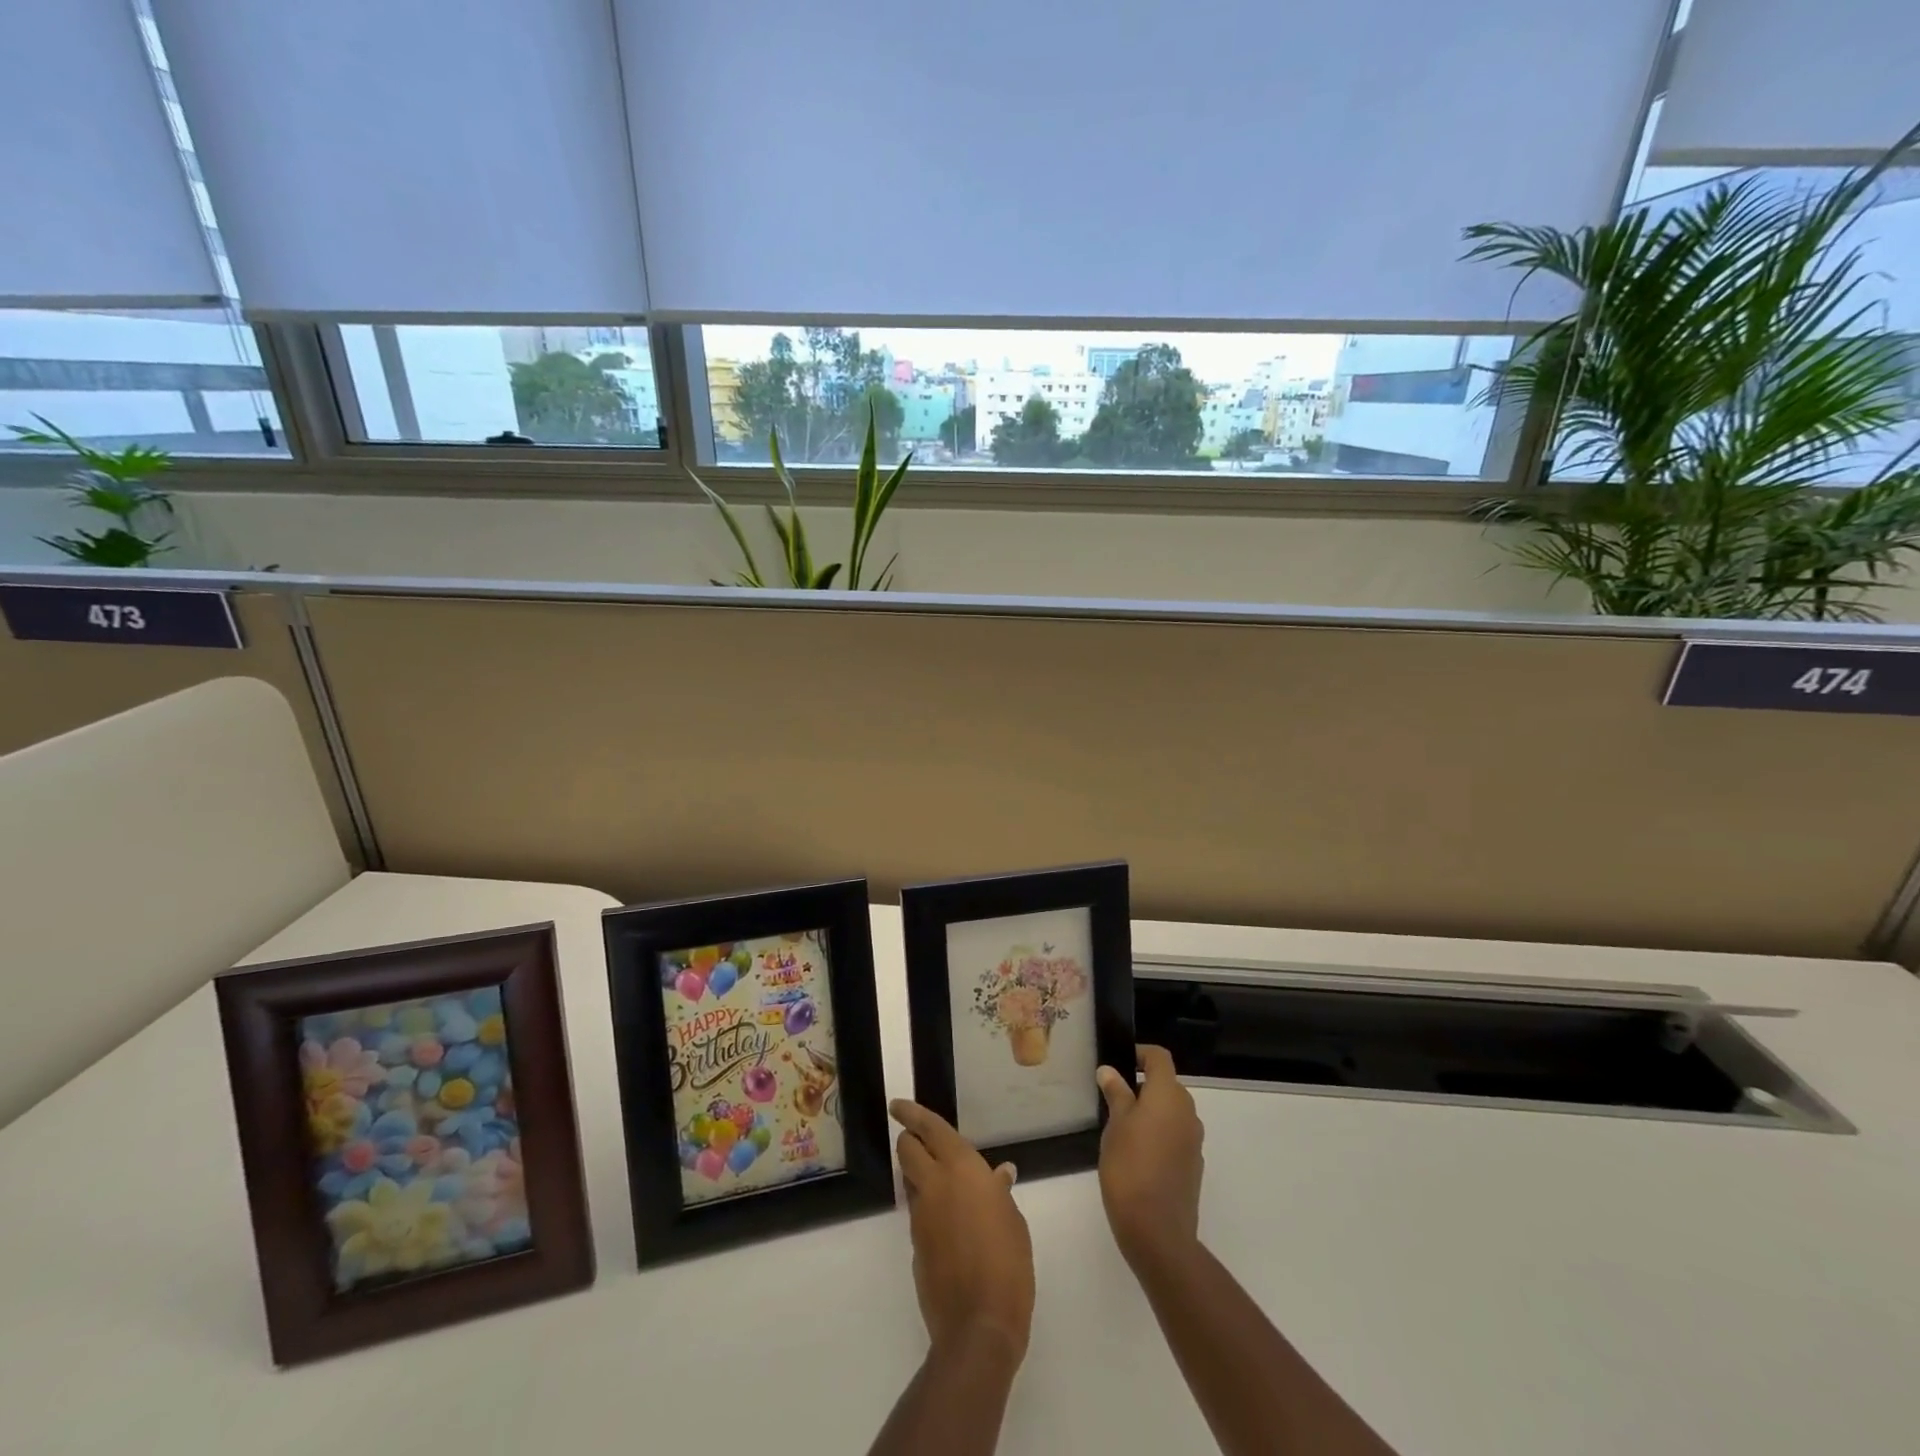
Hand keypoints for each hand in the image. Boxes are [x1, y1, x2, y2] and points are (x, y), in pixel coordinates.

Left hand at [890, 1099, 1035, 1362]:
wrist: (979, 1324)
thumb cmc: (1008, 1263)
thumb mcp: (1013, 1220)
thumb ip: (999, 1192)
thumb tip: (999, 1175)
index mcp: (962, 1169)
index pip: (930, 1128)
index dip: (911, 1113)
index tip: (898, 1104)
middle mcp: (935, 1184)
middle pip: (907, 1149)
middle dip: (910, 1140)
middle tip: (921, 1141)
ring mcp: (921, 1215)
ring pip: (909, 1179)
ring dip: (917, 1172)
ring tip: (940, 1180)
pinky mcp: (915, 1243)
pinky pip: (917, 1210)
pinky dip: (926, 1204)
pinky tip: (947, 1219)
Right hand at [1097, 1045, 1204, 1266]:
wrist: (1157, 1232)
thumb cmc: (1130, 1168)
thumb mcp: (1115, 1126)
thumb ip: (1116, 1094)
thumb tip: (1110, 1071)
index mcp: (1169, 1096)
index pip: (1160, 1058)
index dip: (1140, 1054)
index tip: (1118, 1064)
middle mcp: (1188, 1112)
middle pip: (1167, 1084)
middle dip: (1143, 1085)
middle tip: (1113, 1098)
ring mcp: (1194, 1140)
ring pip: (1172, 1111)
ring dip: (1151, 1111)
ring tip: (1122, 1127)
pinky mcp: (1193, 1164)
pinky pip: (1176, 1135)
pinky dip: (1159, 1133)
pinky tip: (1138, 1154)